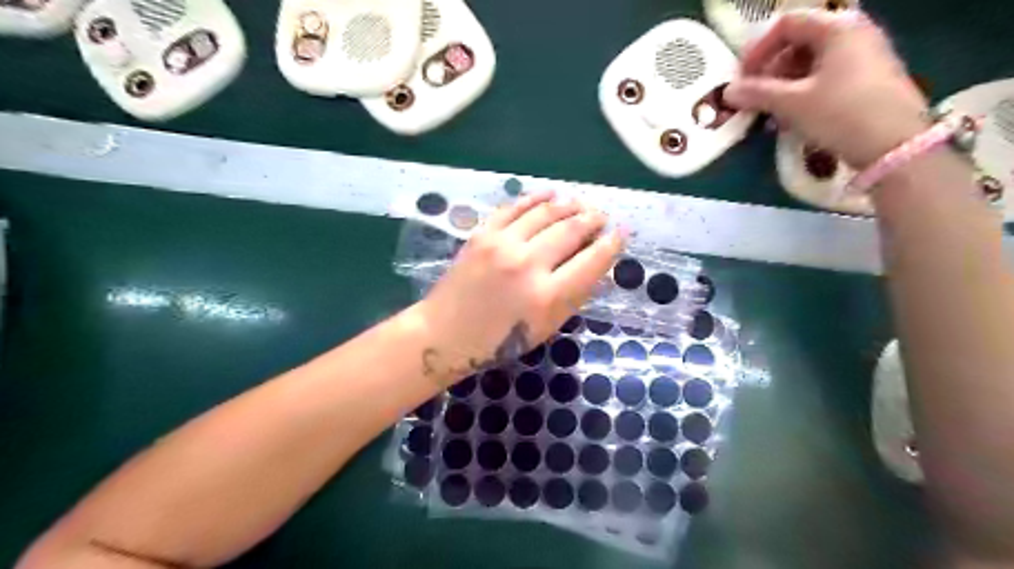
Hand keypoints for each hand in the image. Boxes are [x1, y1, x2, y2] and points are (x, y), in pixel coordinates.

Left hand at [414, 192, 621, 387]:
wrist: (445, 333)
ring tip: (581, 203)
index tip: (621, 232)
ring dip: (569, 205)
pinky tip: (550, 193)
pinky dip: (535, 198)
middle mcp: (528, 264)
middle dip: (593, 219)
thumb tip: (595, 264)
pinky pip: (515, 208)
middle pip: (571, 230)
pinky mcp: (482, 234)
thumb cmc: (499, 340)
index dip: (612, 244)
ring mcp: (502, 245)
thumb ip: (572, 295)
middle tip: (601, 215)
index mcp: (547, 296)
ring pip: (546, 212)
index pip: (592, 260)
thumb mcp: (545, 327)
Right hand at [726, 8, 929, 167]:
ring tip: (769, 112)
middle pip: (799, 42)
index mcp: (838, 28)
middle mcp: (854, 34)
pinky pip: (825, 78)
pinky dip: (802, 93)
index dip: (758, 48)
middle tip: (752, 96)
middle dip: (769, 70)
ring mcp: (864, 57)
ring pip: (810, 63)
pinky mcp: (867, 81)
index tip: (741, 76)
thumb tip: (727, 92)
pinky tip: (791, 118)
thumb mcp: (792, 103)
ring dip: (782, 85)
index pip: (787, 24)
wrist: (894, 146)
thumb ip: (757, 93)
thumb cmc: (841, 113)